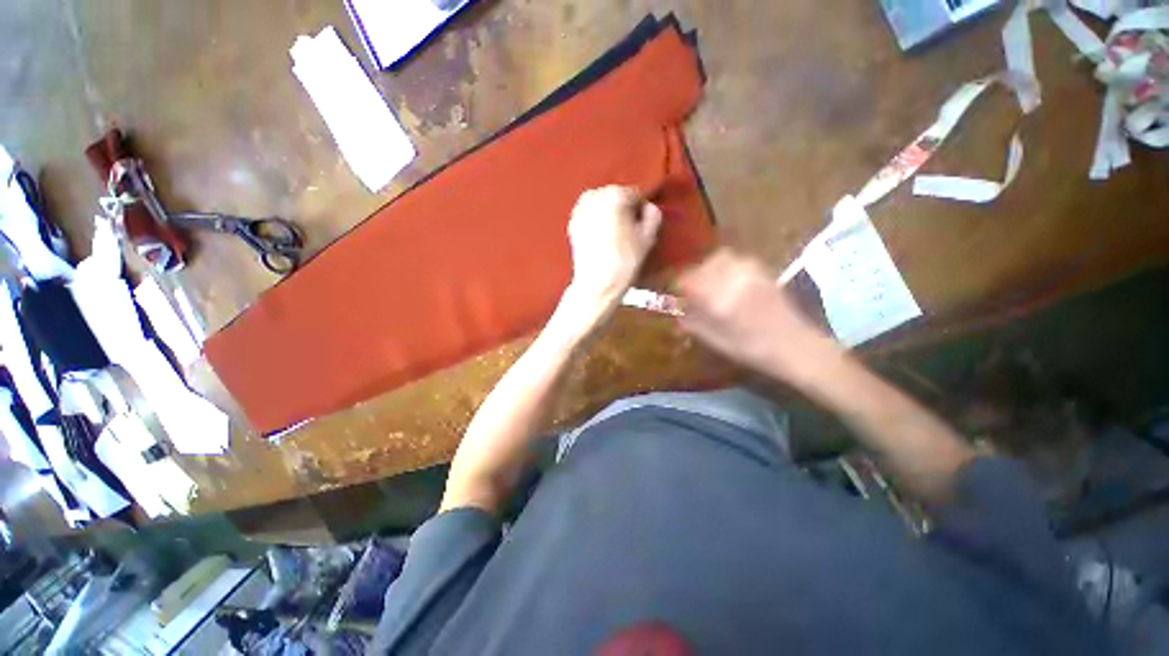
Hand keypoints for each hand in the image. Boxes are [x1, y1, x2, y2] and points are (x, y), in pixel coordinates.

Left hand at [564, 186, 662, 313]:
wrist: (597, 285)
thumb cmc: (625, 261)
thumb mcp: (648, 238)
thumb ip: (653, 215)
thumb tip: (648, 208)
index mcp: (615, 195)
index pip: (636, 194)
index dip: (642, 209)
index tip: (644, 224)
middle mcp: (594, 196)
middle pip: (616, 197)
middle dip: (624, 210)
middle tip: (630, 231)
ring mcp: (580, 210)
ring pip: (602, 206)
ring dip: (610, 215)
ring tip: (616, 236)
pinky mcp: (572, 225)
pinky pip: (590, 217)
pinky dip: (597, 223)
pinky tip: (603, 239)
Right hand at [677, 249, 842, 383]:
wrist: (795, 346)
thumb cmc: (752, 349)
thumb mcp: (716, 341)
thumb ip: (694, 323)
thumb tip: (678, 311)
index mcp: (719, 300)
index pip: (689, 280)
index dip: (679, 285)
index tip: (677, 294)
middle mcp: (733, 280)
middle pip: (704, 265)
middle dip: (694, 276)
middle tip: (693, 289)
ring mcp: (751, 273)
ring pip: (721, 258)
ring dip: (710, 268)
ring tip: (710, 282)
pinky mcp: (763, 272)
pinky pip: (738, 260)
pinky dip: (727, 266)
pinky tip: (729, 280)